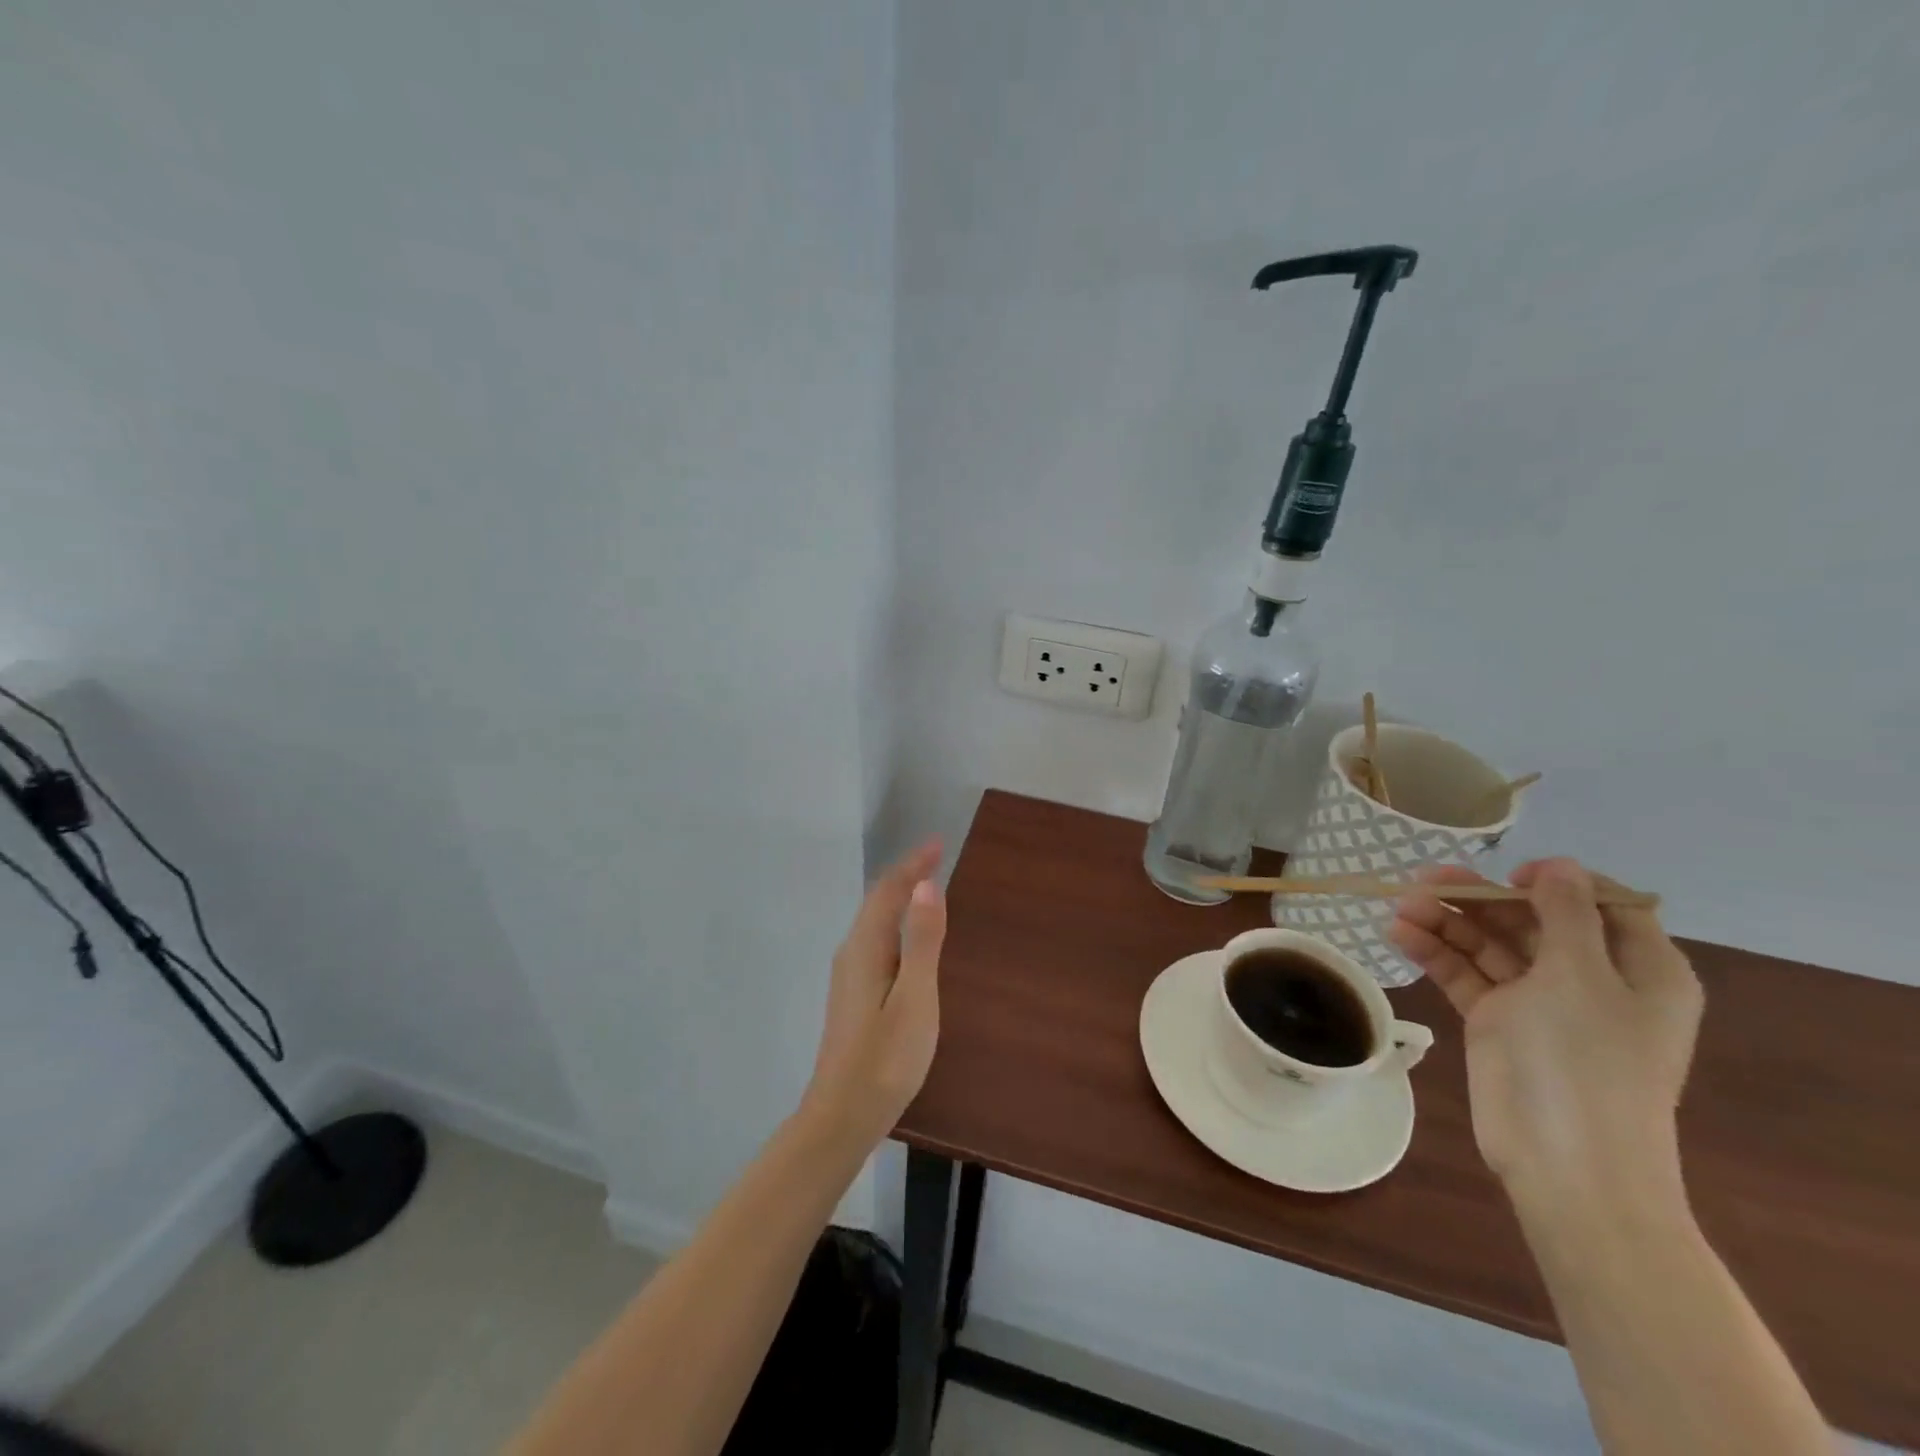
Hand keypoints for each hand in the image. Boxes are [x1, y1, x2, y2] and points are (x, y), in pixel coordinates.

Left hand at [803, 840, 947, 1143]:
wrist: (842, 1117)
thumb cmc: (885, 1059)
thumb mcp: (915, 999)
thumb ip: (922, 942)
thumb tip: (927, 886)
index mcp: (866, 949)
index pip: (889, 891)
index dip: (913, 865)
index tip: (938, 844)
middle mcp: (852, 954)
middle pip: (878, 902)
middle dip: (906, 876)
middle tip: (936, 858)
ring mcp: (849, 977)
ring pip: (874, 922)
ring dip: (899, 899)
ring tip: (925, 887)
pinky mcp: (853, 997)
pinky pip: (876, 941)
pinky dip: (895, 923)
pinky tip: (908, 940)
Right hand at [1390, 859, 1703, 1204]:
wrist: (1567, 1163)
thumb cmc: (1587, 1062)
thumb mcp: (1581, 977)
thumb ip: (1565, 915)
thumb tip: (1557, 865)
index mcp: (1637, 968)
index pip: (1599, 902)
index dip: (1554, 881)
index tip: (1508, 872)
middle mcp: (1589, 978)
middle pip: (1530, 919)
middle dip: (1478, 897)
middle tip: (1421, 881)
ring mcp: (1540, 1001)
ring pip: (1490, 944)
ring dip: (1446, 921)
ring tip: (1399, 906)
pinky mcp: (1498, 1020)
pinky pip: (1466, 974)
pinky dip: (1435, 953)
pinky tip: (1400, 935)